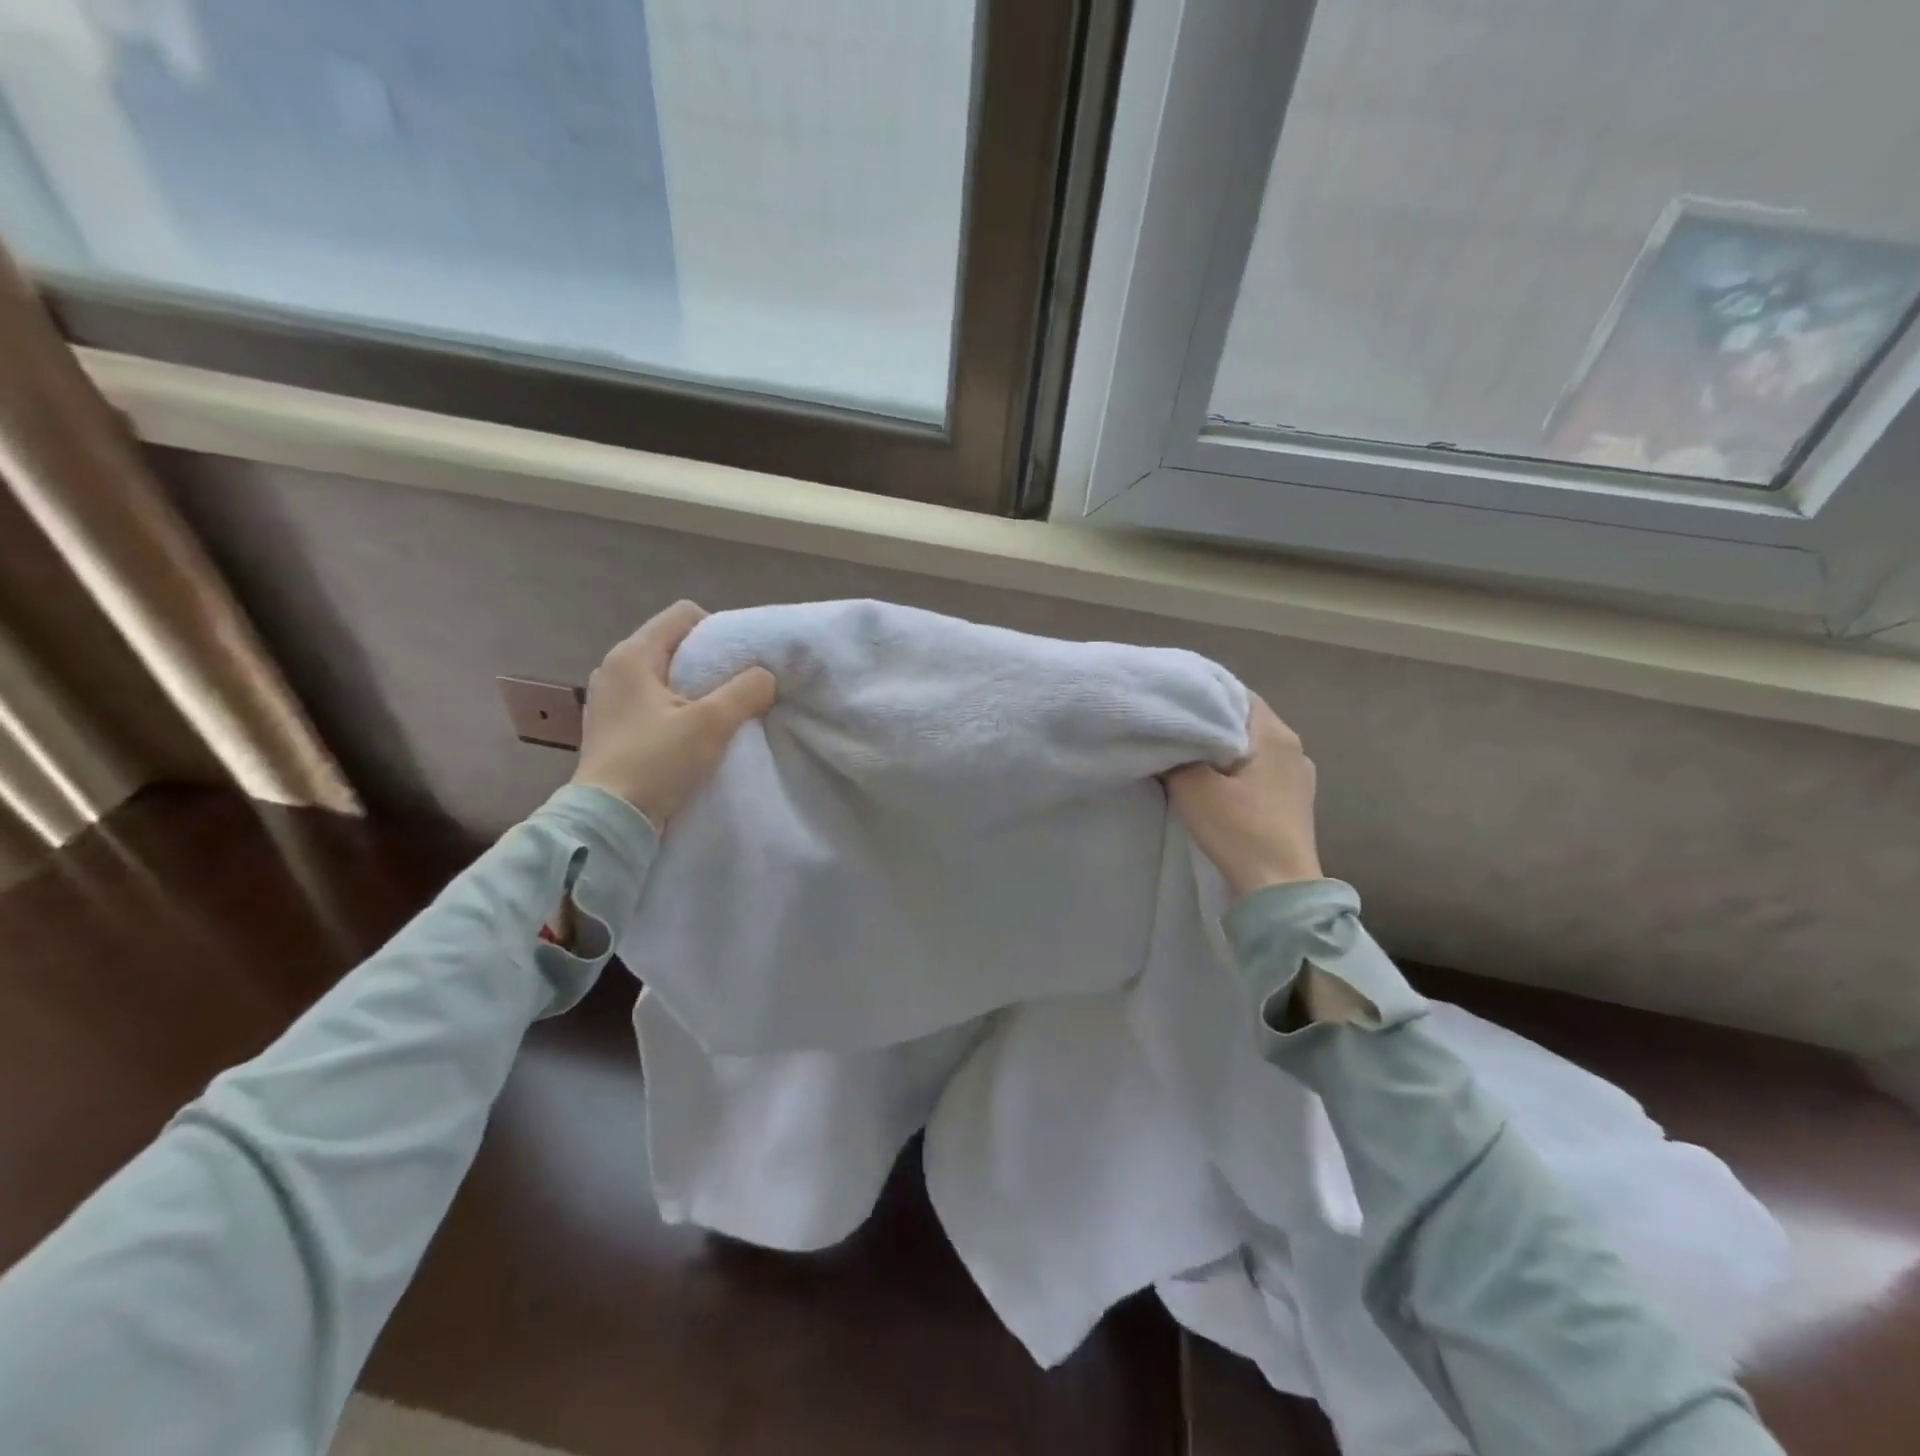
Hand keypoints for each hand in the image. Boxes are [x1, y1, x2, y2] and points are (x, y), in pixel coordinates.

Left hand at [570, 601, 775, 827]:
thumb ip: (746, 691)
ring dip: (696, 690)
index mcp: (632, 655)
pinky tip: (692, 736)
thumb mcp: (712, 723)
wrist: (609, 821)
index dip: (719, 631)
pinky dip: (677, 711)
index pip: (684, 614)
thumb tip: (766, 676)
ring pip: (666, 676)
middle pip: (675, 645)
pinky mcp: (612, 728)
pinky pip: (654, 702)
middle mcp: (614, 669)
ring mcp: (610, 700)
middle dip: (711, 663)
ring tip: (718, 716)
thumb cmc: (657, 762)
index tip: (740, 664)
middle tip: (736, 691)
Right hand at [1165, 696, 1321, 899]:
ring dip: (1221, 750)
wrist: (1278, 890)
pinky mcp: (1293, 803)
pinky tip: (1213, 785)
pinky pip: (1258, 772)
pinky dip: (1234, 772)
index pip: (1236, 694)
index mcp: (1275, 734)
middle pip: (1243, 721)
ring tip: (1187, 757)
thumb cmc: (1239, 829)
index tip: (1171, 703)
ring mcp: (1298, 777)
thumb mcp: (1192, 787)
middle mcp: (1294, 749)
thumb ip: (1174, 755)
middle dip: (1208, 723)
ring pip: (1251, 748)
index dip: (1201, 694)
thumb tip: (1164, 738)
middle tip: (1172, 729)